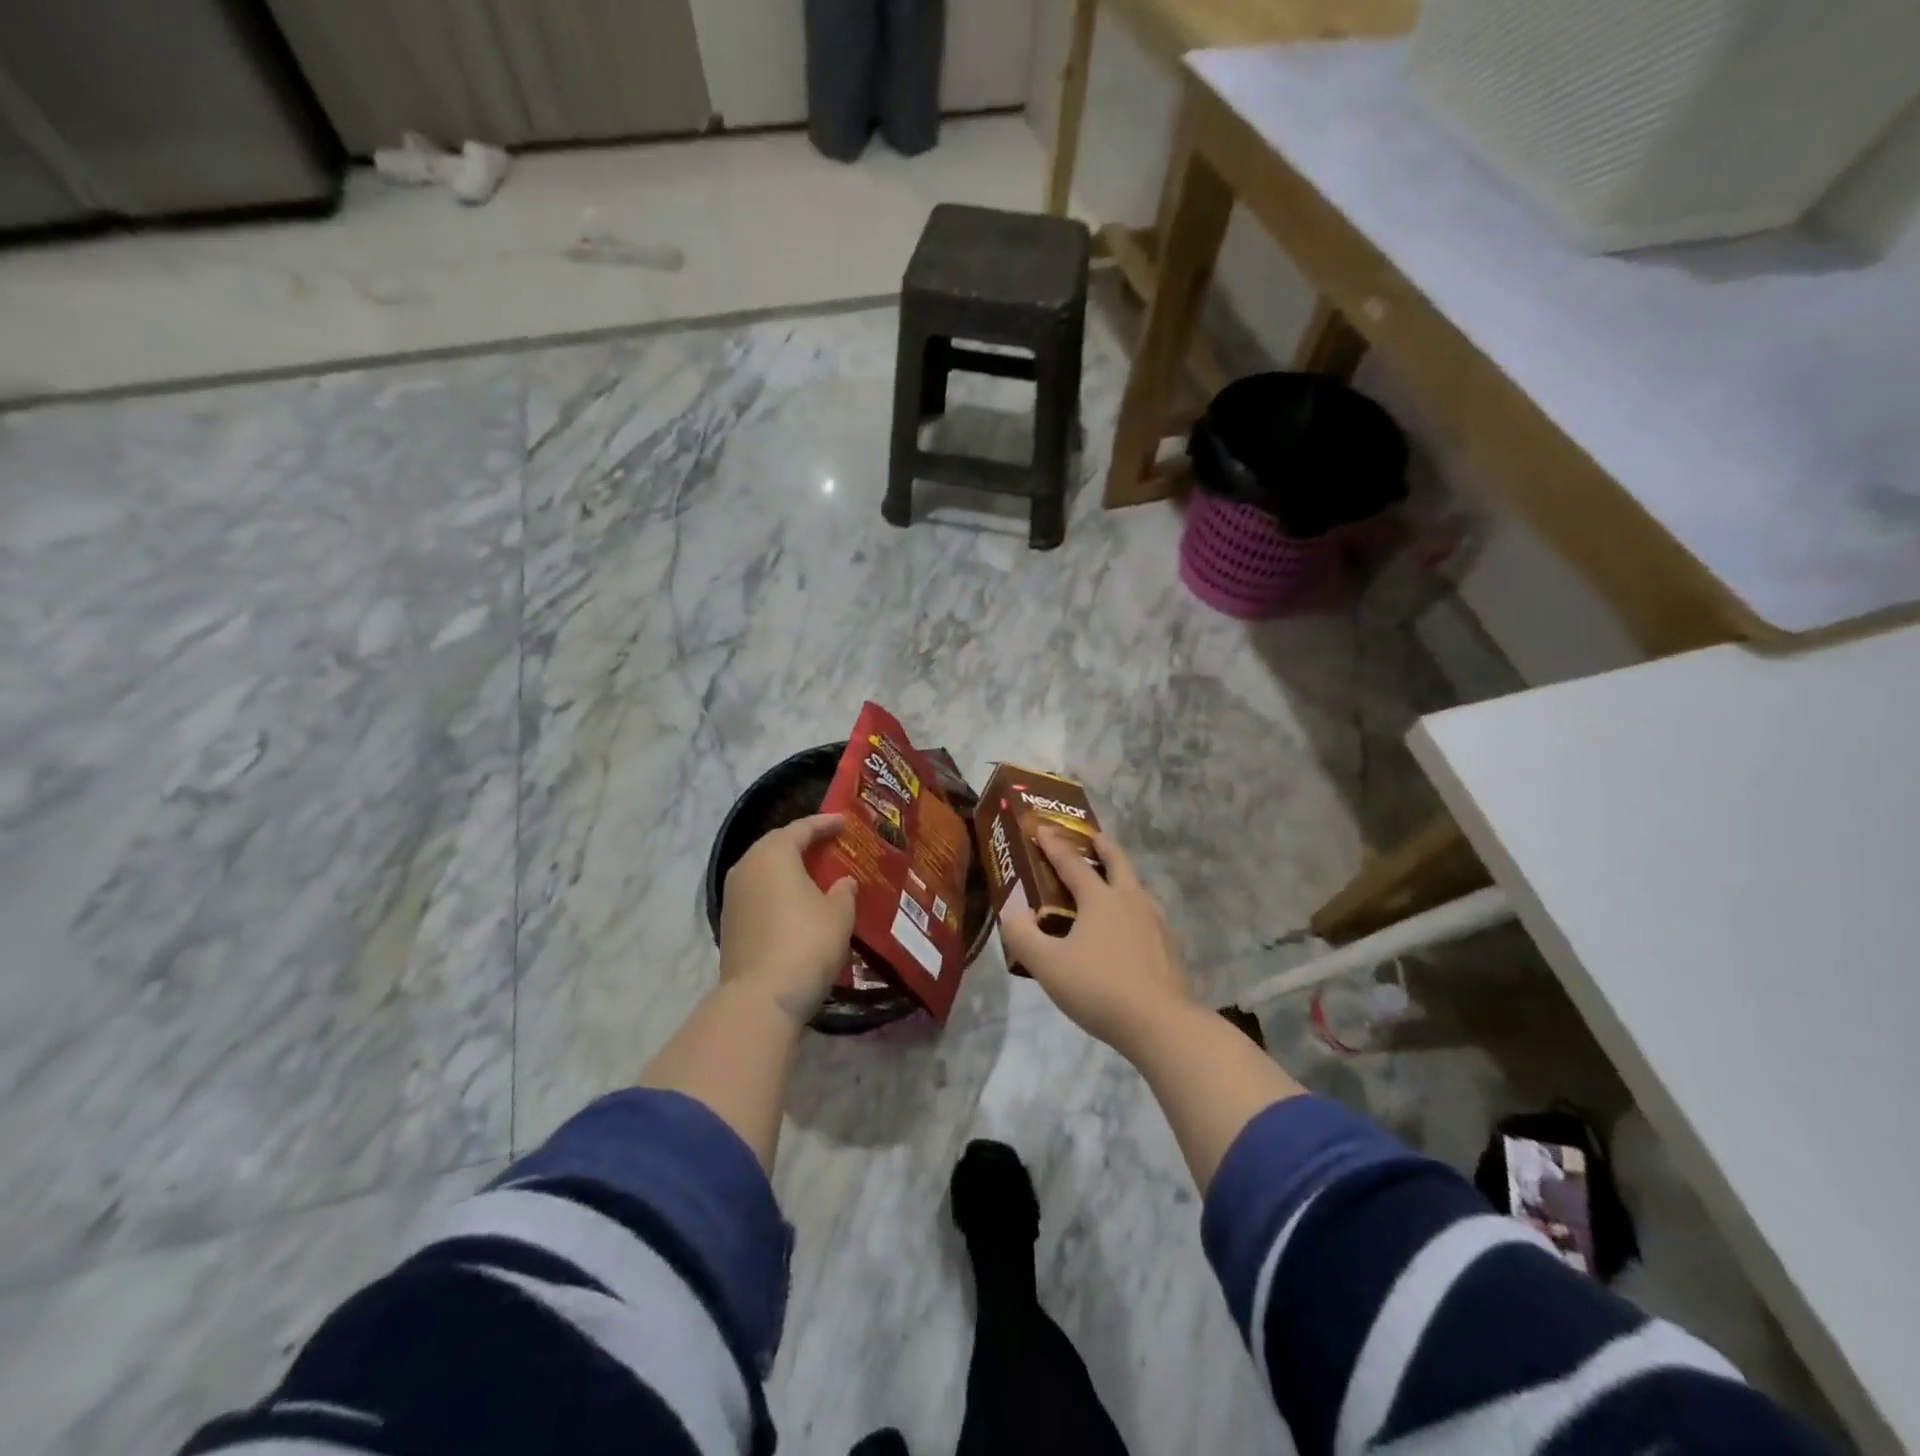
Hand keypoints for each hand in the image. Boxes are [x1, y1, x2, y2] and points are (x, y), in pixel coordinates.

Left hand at [719, 814, 857, 1024]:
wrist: (762, 997)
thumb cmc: (807, 942)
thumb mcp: (839, 913)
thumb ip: (844, 891)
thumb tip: (843, 882)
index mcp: (773, 854)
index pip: (801, 828)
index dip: (825, 823)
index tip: (844, 822)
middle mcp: (747, 867)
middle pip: (777, 845)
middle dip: (803, 844)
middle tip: (829, 845)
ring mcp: (733, 896)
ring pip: (764, 871)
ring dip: (788, 869)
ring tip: (814, 874)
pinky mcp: (729, 923)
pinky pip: (758, 894)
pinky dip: (778, 892)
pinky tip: (796, 903)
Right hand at [1000, 828, 1193, 1054]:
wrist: (1161, 1024)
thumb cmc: (1099, 988)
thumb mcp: (1047, 965)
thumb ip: (1023, 937)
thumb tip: (1013, 915)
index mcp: (1100, 899)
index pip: (1072, 863)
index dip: (1054, 845)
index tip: (1042, 828)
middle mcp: (1131, 901)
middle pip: (1118, 862)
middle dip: (1103, 846)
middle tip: (1093, 837)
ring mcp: (1156, 922)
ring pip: (1138, 888)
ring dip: (1123, 877)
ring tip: (1112, 884)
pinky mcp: (1170, 947)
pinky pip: (1148, 915)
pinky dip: (1134, 909)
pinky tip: (1130, 929)